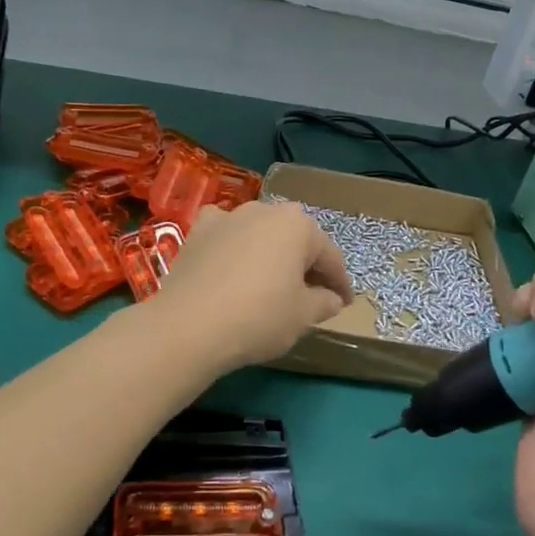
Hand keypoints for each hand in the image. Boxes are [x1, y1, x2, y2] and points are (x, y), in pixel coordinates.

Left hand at [151, 201, 353, 370]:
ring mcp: (228, 217)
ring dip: (271, 255)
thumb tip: (331, 299)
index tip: (345, 303)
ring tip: (274, 283)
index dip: (340, 282)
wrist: (189, 325)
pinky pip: (226, 235)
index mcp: (298, 224)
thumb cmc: (259, 317)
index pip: (329, 255)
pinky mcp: (198, 231)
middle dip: (306, 265)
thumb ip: (323, 302)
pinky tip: (233, 264)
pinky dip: (235, 247)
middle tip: (313, 294)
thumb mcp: (303, 316)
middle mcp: (265, 210)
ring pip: (260, 235)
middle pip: (295, 240)